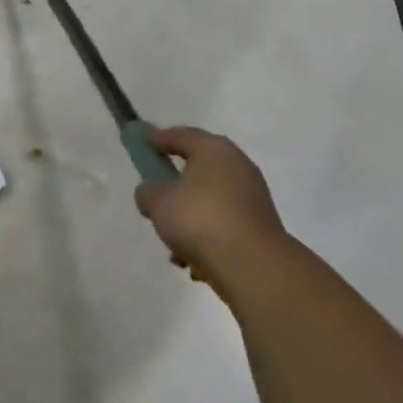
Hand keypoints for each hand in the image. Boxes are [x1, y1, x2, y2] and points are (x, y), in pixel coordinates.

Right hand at [134, 127, 286, 291]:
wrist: (254, 267)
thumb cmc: (200, 219)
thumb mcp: (158, 202)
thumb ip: (148, 192)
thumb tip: (152, 193)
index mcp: (213, 149)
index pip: (179, 135)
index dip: (157, 138)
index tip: (141, 143)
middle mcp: (237, 166)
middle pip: (199, 167)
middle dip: (176, 181)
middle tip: (156, 193)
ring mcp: (253, 197)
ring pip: (211, 199)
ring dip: (191, 214)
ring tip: (172, 240)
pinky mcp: (261, 227)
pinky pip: (224, 223)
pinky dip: (208, 235)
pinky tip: (193, 261)